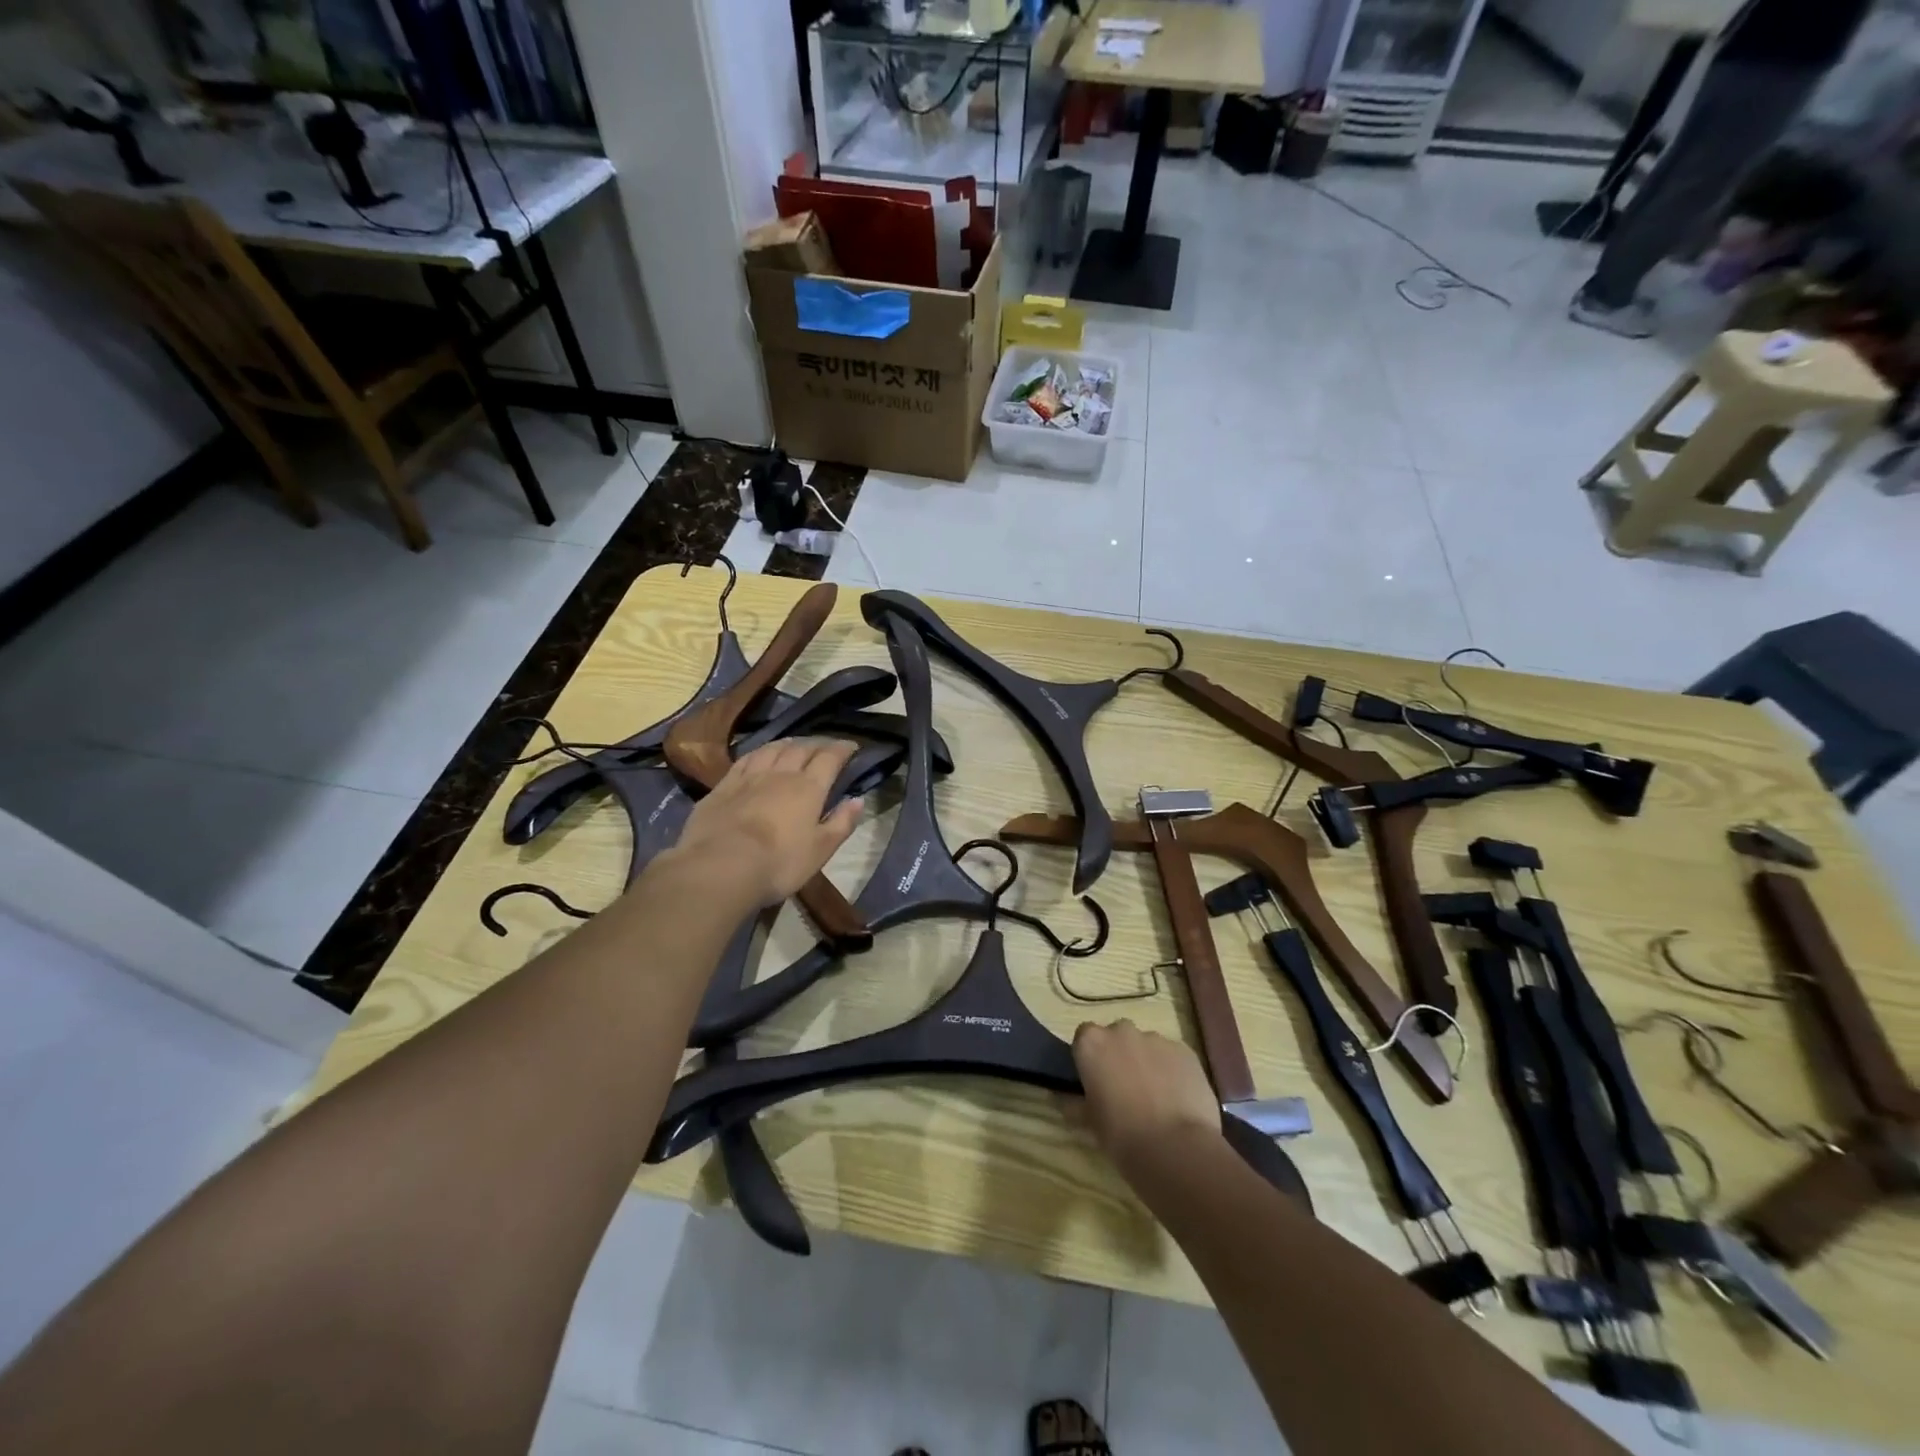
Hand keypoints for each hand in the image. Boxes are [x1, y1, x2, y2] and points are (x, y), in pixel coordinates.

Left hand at [670, 738, 863, 907]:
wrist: (720, 867)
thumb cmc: (779, 862)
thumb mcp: (820, 850)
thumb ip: (842, 823)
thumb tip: (859, 800)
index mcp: (809, 787)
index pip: (830, 758)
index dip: (842, 749)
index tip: (852, 746)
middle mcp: (781, 773)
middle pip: (802, 748)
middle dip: (817, 744)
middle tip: (826, 745)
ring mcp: (749, 776)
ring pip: (773, 749)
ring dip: (788, 743)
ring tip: (795, 744)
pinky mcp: (724, 785)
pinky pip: (746, 759)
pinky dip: (759, 752)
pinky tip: (760, 754)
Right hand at [1072, 1019, 1221, 1177]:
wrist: (1175, 1148)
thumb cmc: (1121, 1135)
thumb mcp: (1088, 1122)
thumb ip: (1073, 1103)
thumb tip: (1062, 1098)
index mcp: (1092, 1043)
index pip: (1084, 1037)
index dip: (1090, 1058)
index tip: (1094, 1080)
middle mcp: (1122, 1031)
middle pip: (1117, 1036)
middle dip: (1119, 1055)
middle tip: (1124, 1089)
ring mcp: (1157, 1038)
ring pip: (1147, 1045)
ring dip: (1147, 1062)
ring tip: (1156, 1098)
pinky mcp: (1185, 1051)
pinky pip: (1173, 1056)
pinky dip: (1172, 1071)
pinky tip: (1177, 1099)